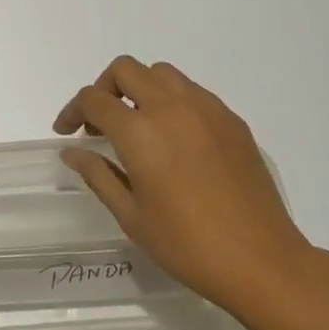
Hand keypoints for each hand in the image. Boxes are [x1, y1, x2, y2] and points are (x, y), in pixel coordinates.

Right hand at [53, 56, 323, 314]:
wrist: (261, 259)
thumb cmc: (187, 245)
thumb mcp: (132, 216)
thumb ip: (99, 174)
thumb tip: (73, 151)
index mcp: (140, 132)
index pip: (94, 99)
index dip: (72, 111)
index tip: (67, 132)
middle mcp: (172, 107)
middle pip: (126, 69)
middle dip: (104, 89)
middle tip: (100, 125)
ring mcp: (207, 109)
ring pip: (162, 73)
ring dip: (140, 89)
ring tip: (138, 128)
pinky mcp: (232, 120)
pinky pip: (193, 92)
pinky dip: (172, 102)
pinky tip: (175, 140)